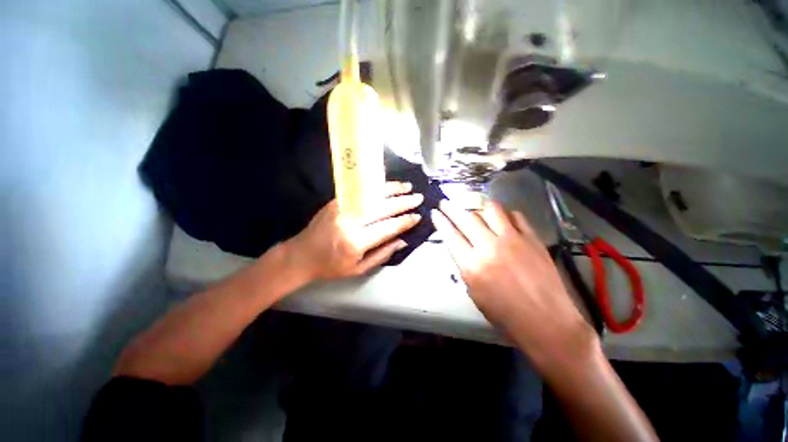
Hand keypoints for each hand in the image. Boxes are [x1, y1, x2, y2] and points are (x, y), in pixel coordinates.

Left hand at [286, 181, 422, 280]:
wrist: (301, 255)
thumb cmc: (331, 267)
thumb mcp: (359, 269)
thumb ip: (383, 254)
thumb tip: (403, 240)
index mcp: (355, 242)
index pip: (387, 228)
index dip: (404, 222)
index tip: (418, 216)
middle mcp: (349, 221)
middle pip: (382, 208)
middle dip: (403, 202)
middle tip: (418, 198)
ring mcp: (341, 208)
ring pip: (372, 195)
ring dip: (392, 190)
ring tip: (407, 187)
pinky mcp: (336, 201)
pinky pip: (360, 191)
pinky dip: (376, 187)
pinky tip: (387, 186)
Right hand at [431, 200, 596, 368]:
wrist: (546, 321)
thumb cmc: (504, 314)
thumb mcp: (474, 292)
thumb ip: (465, 266)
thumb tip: (462, 248)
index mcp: (472, 266)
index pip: (450, 236)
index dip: (440, 222)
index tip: (435, 212)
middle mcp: (490, 247)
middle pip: (466, 218)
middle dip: (451, 208)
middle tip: (446, 202)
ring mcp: (513, 240)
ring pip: (491, 210)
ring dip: (478, 205)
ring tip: (474, 205)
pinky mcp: (532, 238)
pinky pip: (516, 216)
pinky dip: (505, 214)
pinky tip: (502, 217)